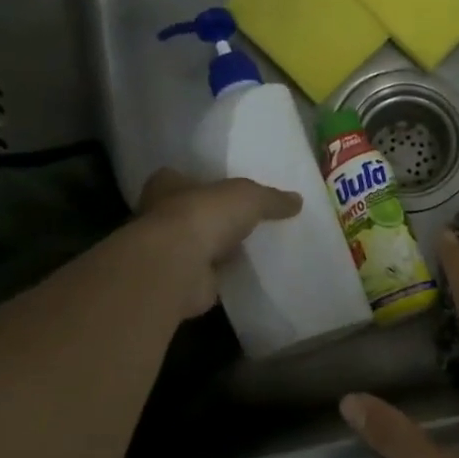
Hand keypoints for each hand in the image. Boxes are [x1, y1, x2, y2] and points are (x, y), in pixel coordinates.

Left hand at [132, 168, 301, 318]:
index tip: (222, 188)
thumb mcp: (248, 197)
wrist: (178, 267)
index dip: (201, 181)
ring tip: (251, 246)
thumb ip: (271, 198)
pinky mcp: (181, 280)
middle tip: (245, 218)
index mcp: (167, 185)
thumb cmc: (203, 216)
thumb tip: (297, 200)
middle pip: (191, 212)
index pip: (180, 177)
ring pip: (199, 244)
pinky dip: (223, 274)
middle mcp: (160, 216)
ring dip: (218, 247)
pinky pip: (208, 273)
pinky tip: (246, 272)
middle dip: (213, 216)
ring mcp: (169, 251)